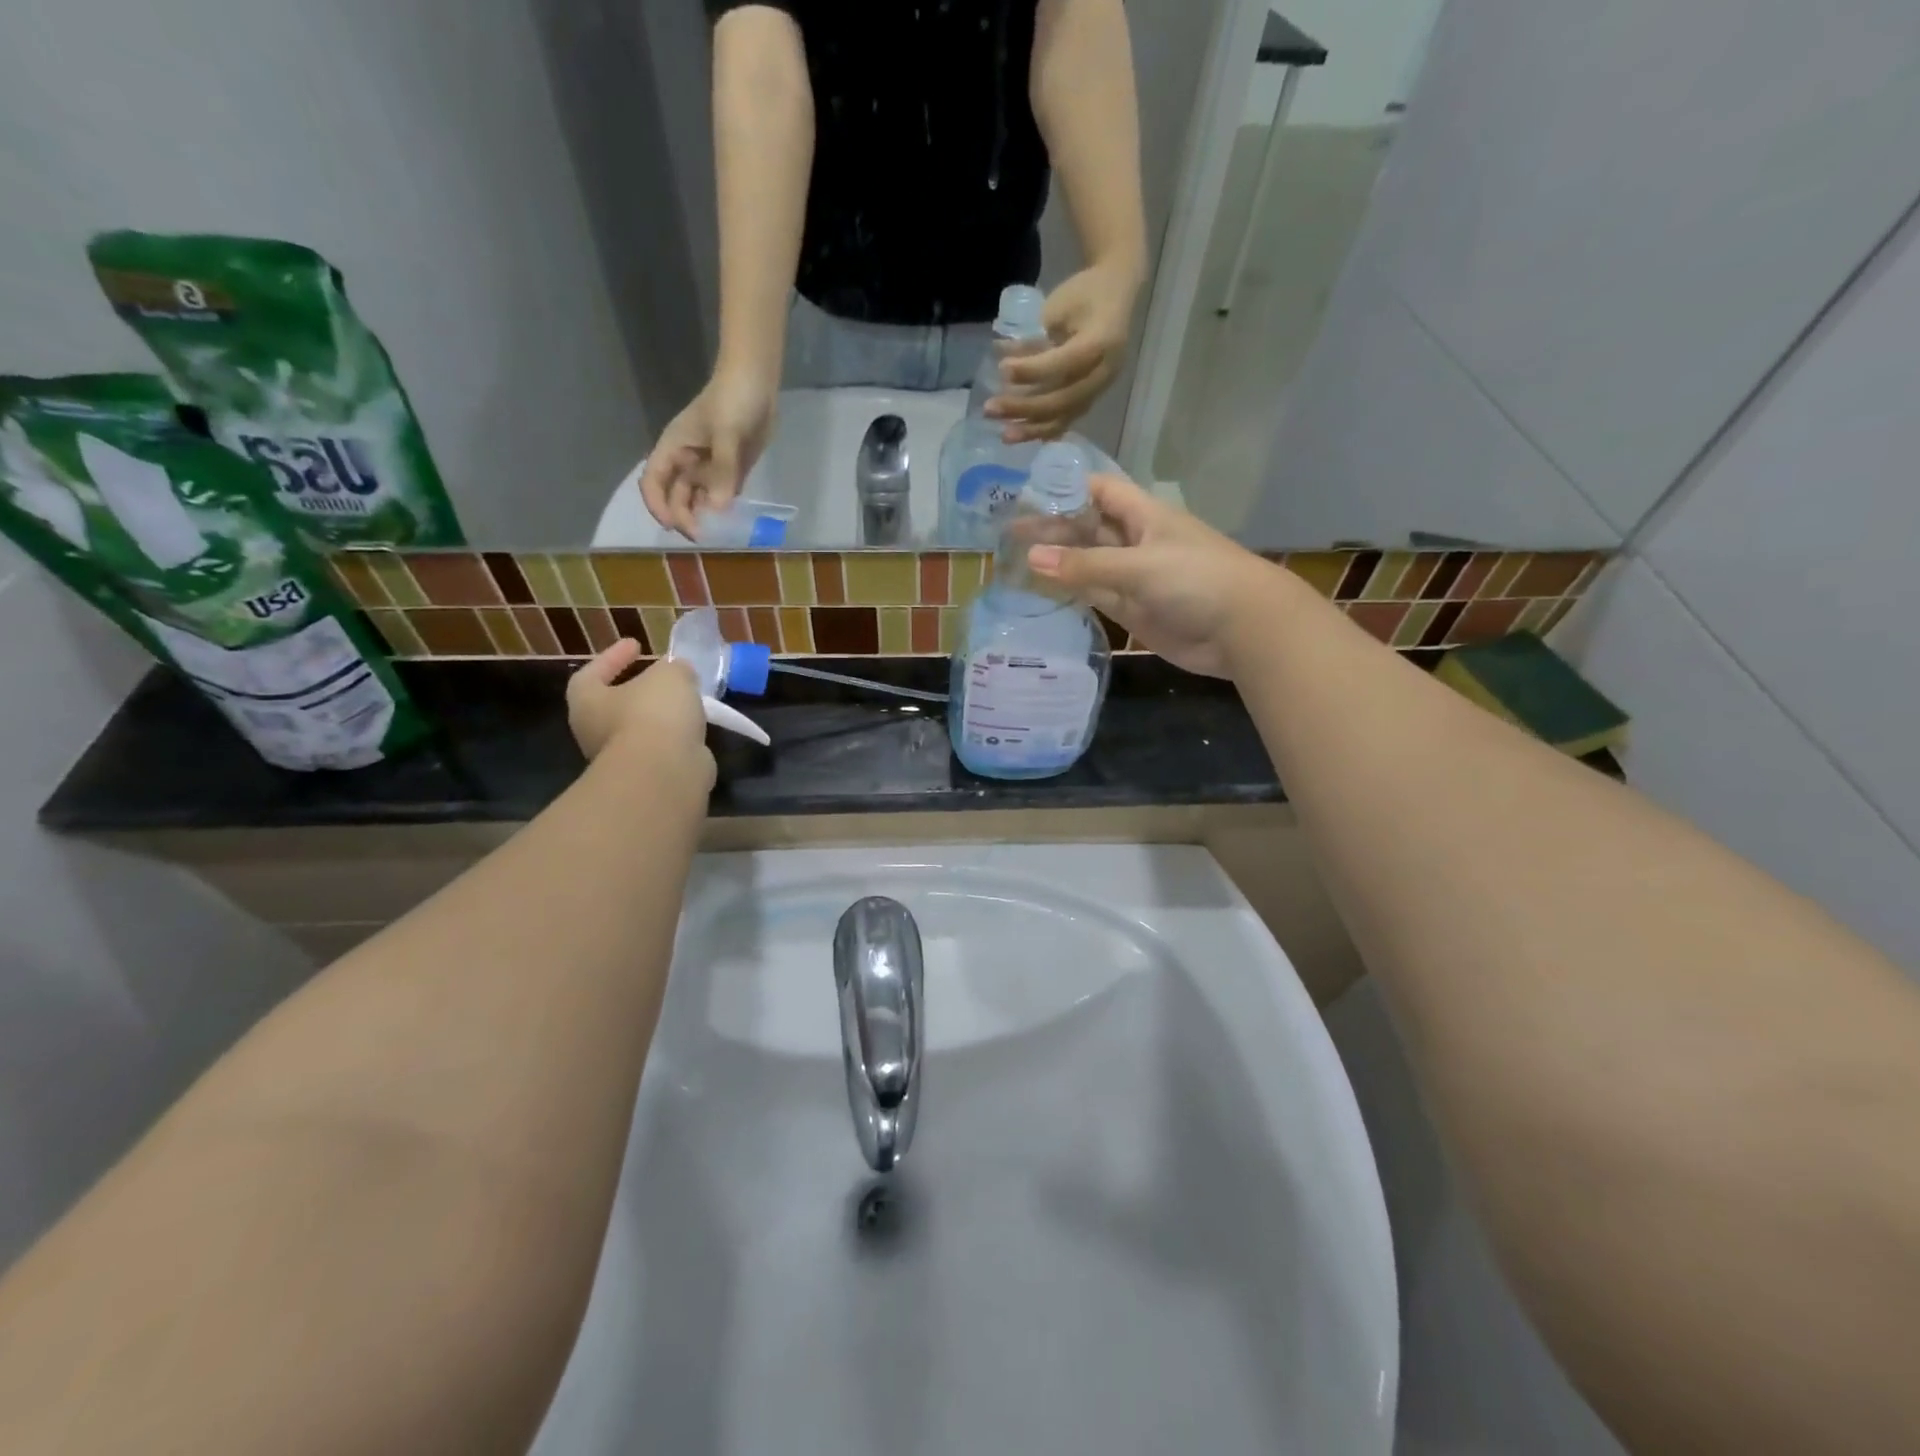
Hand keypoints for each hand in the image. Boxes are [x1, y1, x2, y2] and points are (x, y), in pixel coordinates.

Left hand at [567, 643, 715, 791]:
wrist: (665, 772)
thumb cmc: (655, 714)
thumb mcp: (670, 676)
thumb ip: (674, 668)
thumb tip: (679, 672)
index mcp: (587, 702)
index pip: (591, 673)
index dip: (613, 656)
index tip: (636, 644)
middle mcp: (595, 732)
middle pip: (614, 704)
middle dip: (638, 690)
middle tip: (661, 676)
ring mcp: (620, 758)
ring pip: (639, 729)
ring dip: (660, 715)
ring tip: (687, 701)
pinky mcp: (647, 776)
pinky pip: (660, 748)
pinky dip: (675, 736)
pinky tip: (695, 727)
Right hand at [638, 368, 775, 537]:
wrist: (756, 382)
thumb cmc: (732, 401)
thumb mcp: (726, 433)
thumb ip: (722, 470)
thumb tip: (717, 508)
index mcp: (674, 449)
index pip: (653, 482)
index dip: (658, 506)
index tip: (673, 526)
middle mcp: (687, 462)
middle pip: (677, 496)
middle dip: (685, 517)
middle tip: (703, 537)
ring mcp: (709, 467)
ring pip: (699, 499)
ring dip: (704, 516)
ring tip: (717, 535)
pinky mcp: (731, 470)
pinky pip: (722, 495)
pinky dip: (724, 509)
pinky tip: (732, 523)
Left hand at [987, 262, 1138, 442]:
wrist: (1114, 294)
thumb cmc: (1084, 294)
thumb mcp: (1058, 306)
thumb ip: (1035, 338)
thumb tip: (1002, 355)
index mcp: (1102, 342)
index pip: (1065, 364)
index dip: (1032, 370)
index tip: (1002, 369)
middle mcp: (1104, 372)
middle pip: (1063, 399)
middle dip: (1024, 407)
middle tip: (990, 409)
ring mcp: (1098, 389)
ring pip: (1064, 417)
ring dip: (1031, 428)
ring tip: (1004, 435)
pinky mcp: (1090, 397)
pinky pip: (1067, 420)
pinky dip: (1043, 430)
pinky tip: (1022, 436)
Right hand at [1025, 474, 1273, 678]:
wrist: (1242, 629)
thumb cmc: (1196, 580)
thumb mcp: (1138, 566)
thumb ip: (1084, 564)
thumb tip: (1031, 556)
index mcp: (1143, 515)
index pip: (1098, 491)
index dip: (1065, 488)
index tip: (1025, 493)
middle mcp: (1135, 541)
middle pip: (1087, 528)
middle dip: (1052, 529)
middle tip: (1006, 535)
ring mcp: (1133, 577)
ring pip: (1088, 564)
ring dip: (1057, 563)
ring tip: (1013, 561)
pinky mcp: (1133, 610)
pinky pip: (1095, 596)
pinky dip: (1070, 593)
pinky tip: (1041, 591)